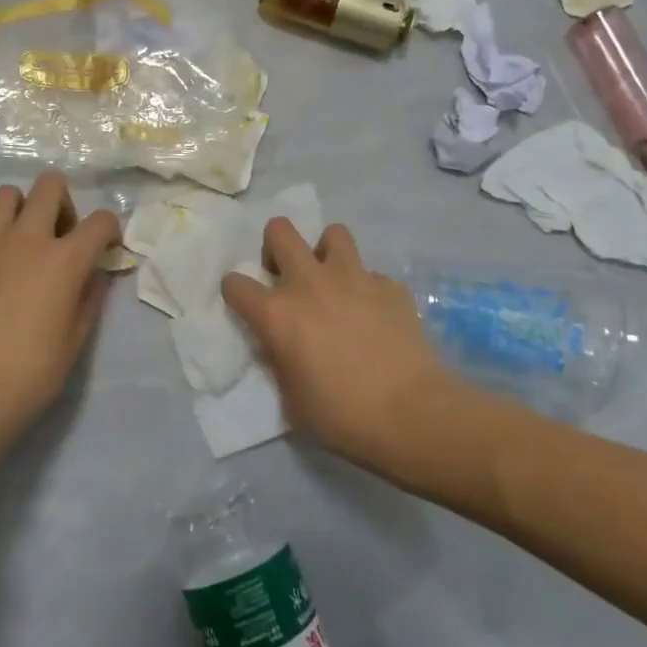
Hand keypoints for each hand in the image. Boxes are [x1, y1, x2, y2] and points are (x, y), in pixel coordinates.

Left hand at [0, 172, 120, 456]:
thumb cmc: (30, 375)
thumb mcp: (76, 341)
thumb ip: (90, 297)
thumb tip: (95, 273)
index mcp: (63, 260)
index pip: (100, 220)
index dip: (110, 230)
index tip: (106, 248)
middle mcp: (26, 240)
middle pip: (49, 185)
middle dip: (64, 203)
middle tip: (62, 236)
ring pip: (6, 195)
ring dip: (23, 209)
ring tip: (25, 243)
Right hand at [221, 219, 465, 470]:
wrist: (410, 413)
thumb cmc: (342, 416)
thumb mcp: (292, 399)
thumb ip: (280, 362)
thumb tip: (281, 346)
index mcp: (277, 314)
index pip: (235, 283)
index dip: (236, 293)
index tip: (245, 305)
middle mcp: (310, 283)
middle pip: (280, 231)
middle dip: (276, 246)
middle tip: (287, 275)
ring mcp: (353, 278)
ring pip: (333, 233)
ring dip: (327, 253)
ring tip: (334, 281)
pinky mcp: (390, 286)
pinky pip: (371, 274)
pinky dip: (368, 288)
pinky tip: (375, 314)